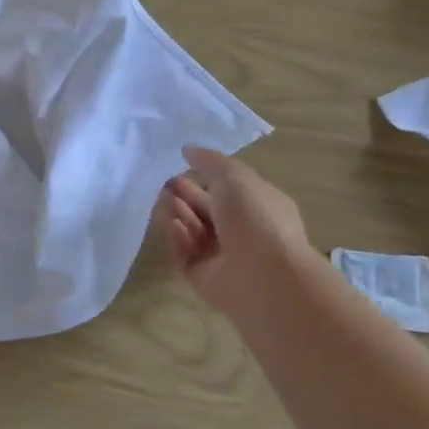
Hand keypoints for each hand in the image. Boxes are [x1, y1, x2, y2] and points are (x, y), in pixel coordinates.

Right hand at [155, 147, 310, 321]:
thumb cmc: (255, 217)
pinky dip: (177, 239)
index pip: (227, 189)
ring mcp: (223, 257)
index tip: (180, 166)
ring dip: (178, 213)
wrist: (264, 276)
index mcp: (258, 206)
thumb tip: (187, 150)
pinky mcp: (204, 277)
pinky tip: (173, 225)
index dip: (204, 177)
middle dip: (185, 195)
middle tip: (164, 184)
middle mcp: (242, 231)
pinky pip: (185, 254)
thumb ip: (209, 161)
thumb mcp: (234, 176)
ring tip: (164, 202)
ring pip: (193, 231)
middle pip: (206, 210)